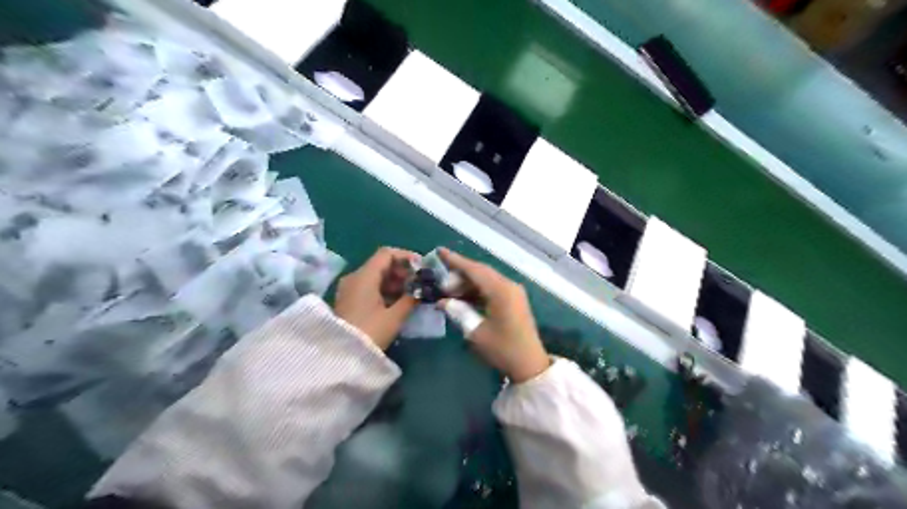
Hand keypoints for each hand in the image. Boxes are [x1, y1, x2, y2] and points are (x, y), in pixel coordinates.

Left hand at [334, 247, 418, 349]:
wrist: (340, 356)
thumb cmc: (370, 332)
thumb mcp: (395, 316)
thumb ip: (411, 298)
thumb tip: (422, 289)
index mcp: (364, 276)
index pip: (386, 254)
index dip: (406, 257)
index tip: (421, 267)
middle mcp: (354, 277)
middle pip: (381, 264)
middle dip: (402, 271)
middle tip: (419, 283)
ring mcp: (349, 289)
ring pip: (375, 276)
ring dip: (395, 282)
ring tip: (411, 294)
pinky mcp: (348, 301)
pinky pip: (369, 287)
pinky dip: (385, 290)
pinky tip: (398, 302)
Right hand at [438, 249, 548, 383]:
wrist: (530, 365)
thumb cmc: (502, 349)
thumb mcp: (476, 332)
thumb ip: (458, 312)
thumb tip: (442, 301)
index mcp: (501, 291)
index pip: (474, 270)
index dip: (455, 260)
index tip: (439, 251)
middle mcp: (508, 286)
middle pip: (480, 272)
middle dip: (459, 273)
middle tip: (440, 279)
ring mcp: (513, 292)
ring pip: (486, 279)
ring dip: (468, 282)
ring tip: (448, 290)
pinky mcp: (513, 300)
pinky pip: (492, 288)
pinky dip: (477, 290)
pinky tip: (463, 297)